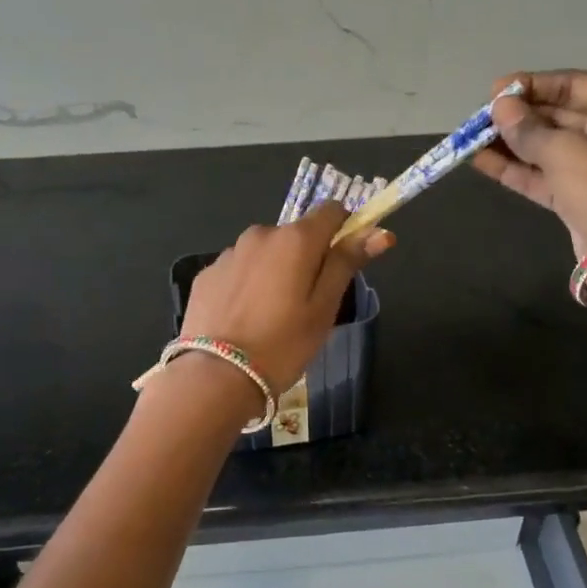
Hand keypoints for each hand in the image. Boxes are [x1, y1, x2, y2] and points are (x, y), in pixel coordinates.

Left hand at [175, 203, 393, 401]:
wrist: (216, 376)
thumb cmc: (283, 345)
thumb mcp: (324, 308)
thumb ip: (347, 263)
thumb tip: (378, 231)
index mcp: (295, 239)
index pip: (331, 211)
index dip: (344, 231)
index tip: (344, 262)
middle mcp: (260, 234)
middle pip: (295, 235)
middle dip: (306, 258)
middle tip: (307, 304)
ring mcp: (229, 253)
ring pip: (265, 253)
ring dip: (274, 271)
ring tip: (271, 316)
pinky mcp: (207, 275)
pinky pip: (238, 270)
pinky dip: (247, 285)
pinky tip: (244, 319)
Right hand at [471, 71, 586, 256]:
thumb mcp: (564, 151)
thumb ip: (527, 128)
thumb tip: (499, 108)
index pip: (572, 85)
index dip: (531, 86)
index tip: (495, 91)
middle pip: (558, 116)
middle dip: (517, 117)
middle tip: (479, 118)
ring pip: (546, 147)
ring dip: (510, 143)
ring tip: (471, 139)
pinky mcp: (578, 196)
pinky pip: (543, 174)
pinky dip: (515, 168)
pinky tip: (480, 161)